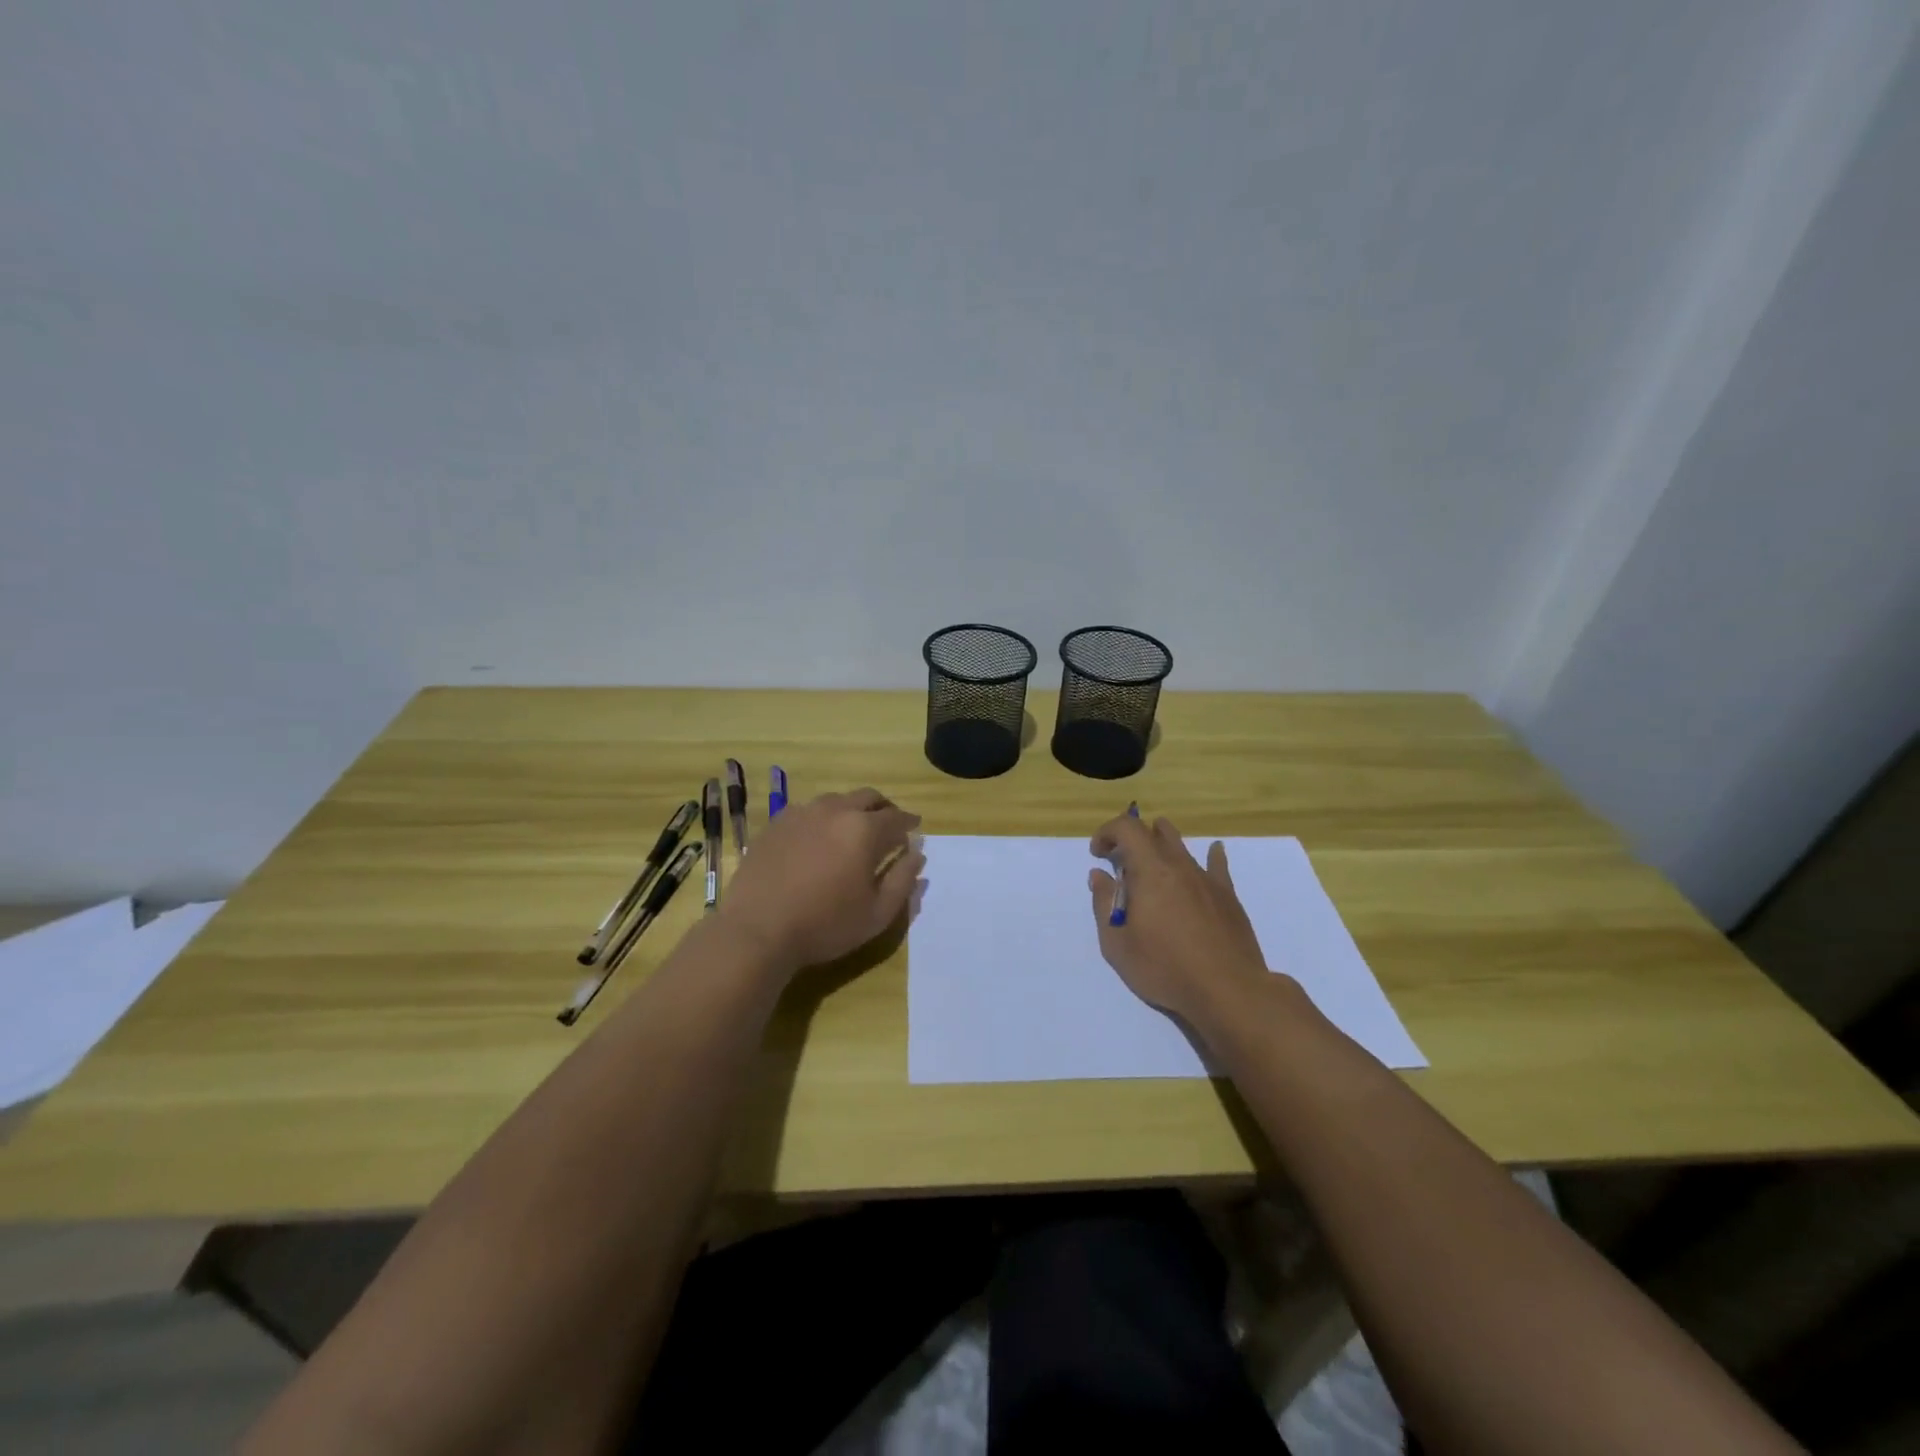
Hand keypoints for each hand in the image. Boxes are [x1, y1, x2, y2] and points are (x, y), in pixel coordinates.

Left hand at [721, 788, 924, 977]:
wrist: (757, 930)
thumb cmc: (824, 925)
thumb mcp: (877, 913)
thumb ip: (903, 881)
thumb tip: (916, 855)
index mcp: (864, 829)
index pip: (896, 817)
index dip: (910, 823)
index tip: (915, 829)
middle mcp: (834, 810)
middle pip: (867, 797)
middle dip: (883, 809)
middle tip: (888, 825)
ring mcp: (801, 813)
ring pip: (836, 800)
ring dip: (852, 810)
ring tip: (852, 831)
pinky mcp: (775, 824)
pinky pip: (807, 811)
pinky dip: (822, 818)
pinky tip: (818, 838)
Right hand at [1088, 813, 1275, 1033]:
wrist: (1228, 991)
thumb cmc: (1165, 968)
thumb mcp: (1117, 944)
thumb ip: (1104, 904)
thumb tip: (1100, 875)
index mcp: (1150, 871)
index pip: (1127, 828)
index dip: (1108, 832)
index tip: (1098, 855)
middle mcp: (1179, 866)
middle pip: (1155, 832)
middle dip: (1132, 839)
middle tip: (1121, 863)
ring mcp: (1207, 879)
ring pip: (1183, 846)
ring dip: (1162, 846)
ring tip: (1153, 865)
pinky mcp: (1228, 896)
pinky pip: (1217, 865)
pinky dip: (1210, 855)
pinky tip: (1213, 851)